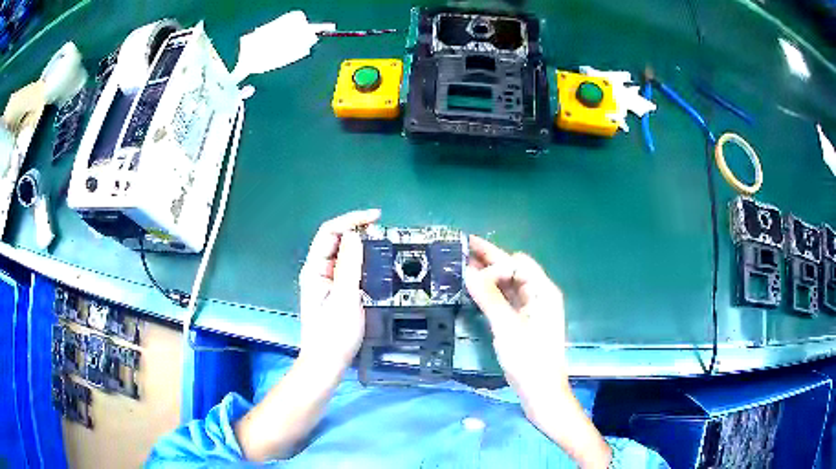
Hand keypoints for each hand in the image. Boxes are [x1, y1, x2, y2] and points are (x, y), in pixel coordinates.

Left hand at [298, 209, 379, 370]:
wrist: (327, 362)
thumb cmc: (335, 333)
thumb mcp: (345, 298)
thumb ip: (349, 265)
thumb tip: (354, 234)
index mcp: (314, 269)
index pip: (330, 232)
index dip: (351, 220)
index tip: (376, 218)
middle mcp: (317, 271)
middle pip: (334, 240)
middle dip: (356, 229)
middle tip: (382, 229)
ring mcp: (325, 281)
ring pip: (342, 253)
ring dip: (359, 243)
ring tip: (381, 241)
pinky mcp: (334, 291)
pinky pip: (347, 267)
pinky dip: (360, 259)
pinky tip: (374, 262)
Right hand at [464, 235, 568, 409]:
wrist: (540, 391)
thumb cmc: (529, 358)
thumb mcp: (507, 327)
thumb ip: (488, 297)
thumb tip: (468, 271)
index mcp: (543, 291)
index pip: (518, 263)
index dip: (496, 260)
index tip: (471, 261)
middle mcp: (539, 295)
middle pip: (513, 271)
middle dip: (489, 260)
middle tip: (461, 247)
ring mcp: (531, 309)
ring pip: (508, 285)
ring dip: (488, 276)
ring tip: (462, 266)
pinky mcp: (523, 322)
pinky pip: (506, 300)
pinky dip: (491, 293)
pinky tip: (474, 290)